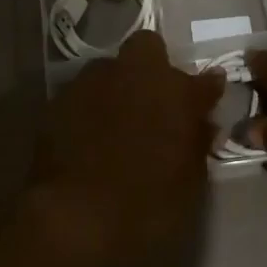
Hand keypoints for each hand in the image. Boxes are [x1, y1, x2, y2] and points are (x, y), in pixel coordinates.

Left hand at [29, 30, 223, 266]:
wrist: (72, 219)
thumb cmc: (145, 208)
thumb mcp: (188, 186)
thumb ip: (196, 144)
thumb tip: (201, 123)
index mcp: (175, 92)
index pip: (204, 81)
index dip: (206, 90)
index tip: (207, 100)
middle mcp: (135, 73)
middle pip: (147, 48)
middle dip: (152, 68)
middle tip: (153, 103)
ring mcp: (93, 81)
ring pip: (110, 69)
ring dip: (117, 87)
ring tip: (115, 123)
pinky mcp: (59, 98)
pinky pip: (83, 94)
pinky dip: (88, 109)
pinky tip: (86, 138)